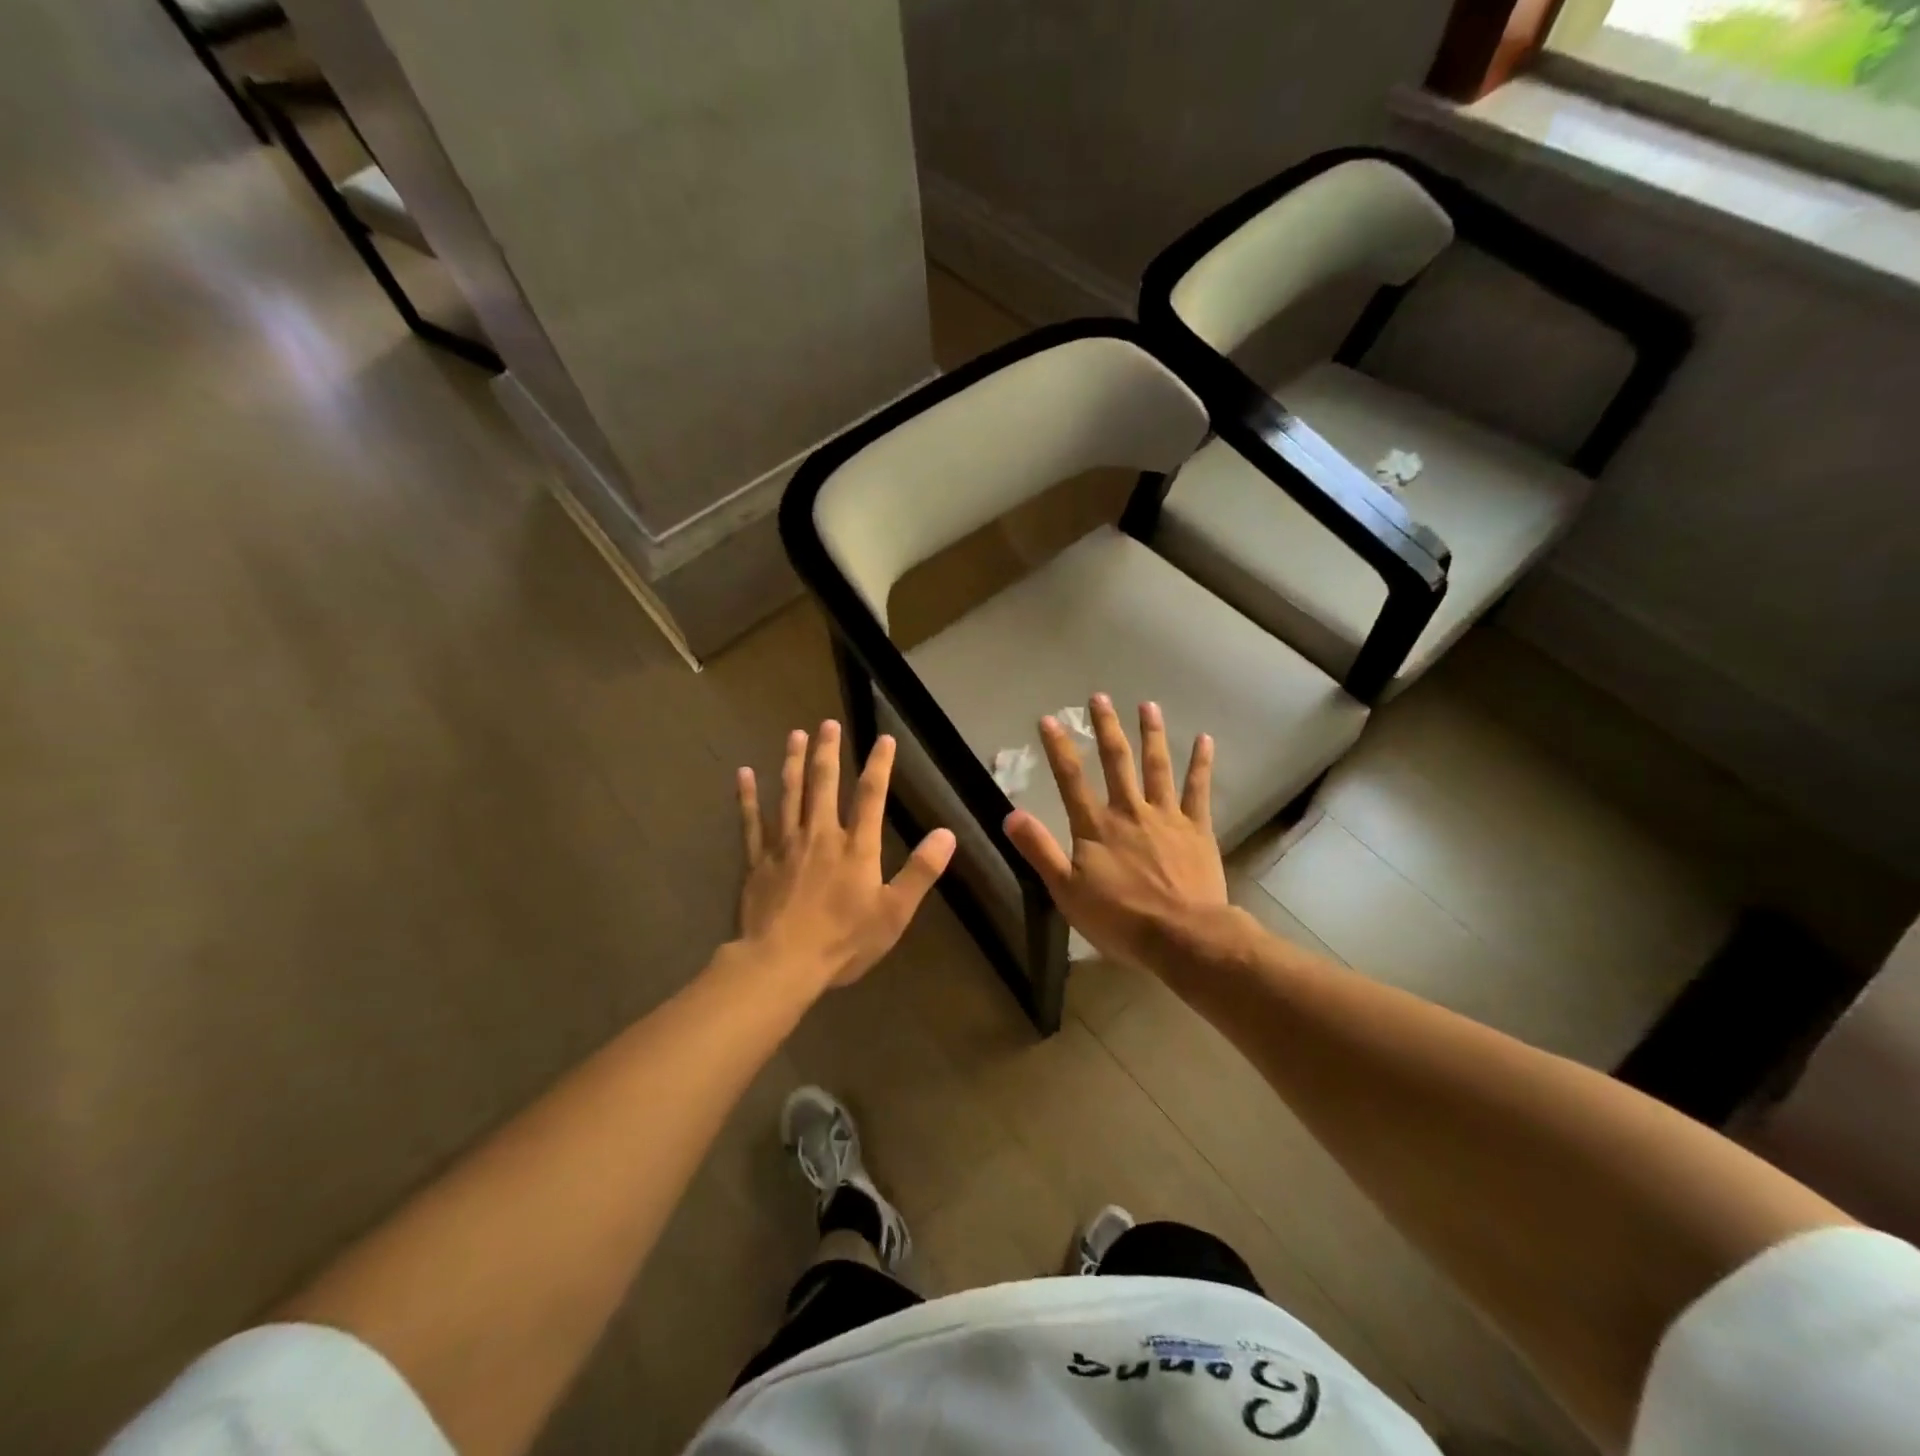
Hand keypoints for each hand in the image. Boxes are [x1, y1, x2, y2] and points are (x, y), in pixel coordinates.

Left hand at [737, 721, 956, 989]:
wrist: (781, 963)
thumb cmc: (843, 941)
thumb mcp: (894, 912)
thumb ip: (920, 871)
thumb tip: (947, 833)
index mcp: (856, 847)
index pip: (871, 795)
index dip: (879, 765)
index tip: (884, 739)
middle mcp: (820, 835)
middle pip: (824, 784)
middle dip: (828, 751)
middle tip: (827, 723)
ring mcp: (785, 844)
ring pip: (789, 793)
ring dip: (793, 762)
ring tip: (795, 735)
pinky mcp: (757, 860)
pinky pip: (752, 821)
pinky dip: (748, 796)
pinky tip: (745, 774)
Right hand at [1003, 695, 1227, 970]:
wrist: (1182, 936)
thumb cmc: (1120, 918)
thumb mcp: (1066, 890)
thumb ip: (1040, 850)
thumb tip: (1010, 815)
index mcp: (1096, 826)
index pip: (1071, 779)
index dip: (1059, 748)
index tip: (1049, 719)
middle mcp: (1129, 811)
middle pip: (1116, 761)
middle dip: (1106, 728)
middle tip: (1100, 697)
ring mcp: (1166, 816)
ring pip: (1157, 766)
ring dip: (1151, 734)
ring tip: (1148, 705)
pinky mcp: (1196, 828)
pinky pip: (1198, 789)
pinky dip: (1201, 763)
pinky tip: (1204, 739)